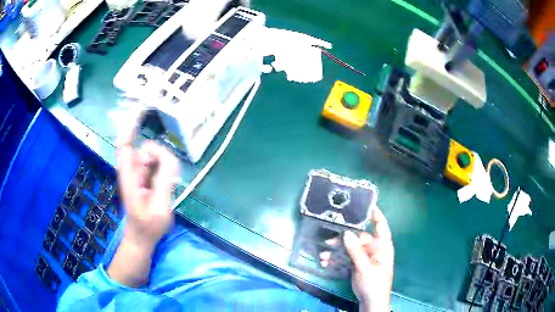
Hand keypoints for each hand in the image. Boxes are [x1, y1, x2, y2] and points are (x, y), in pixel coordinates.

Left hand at [108, 109, 179, 286]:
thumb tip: (169, 158)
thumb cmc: (148, 226)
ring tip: (168, 187)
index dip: (131, 125)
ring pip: (155, 155)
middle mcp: (132, 169)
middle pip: (147, 148)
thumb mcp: (159, 207)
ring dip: (165, 166)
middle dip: (160, 157)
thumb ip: (164, 180)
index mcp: (130, 176)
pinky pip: (158, 163)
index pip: (126, 144)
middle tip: (169, 180)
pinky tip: (168, 184)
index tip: (141, 109)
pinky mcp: (146, 176)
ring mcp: (139, 172)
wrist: (142, 237)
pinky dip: (166, 168)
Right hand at [320, 207, 393, 310]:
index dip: (375, 214)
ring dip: (337, 251)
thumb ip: (356, 251)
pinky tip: (326, 262)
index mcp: (383, 246)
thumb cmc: (373, 283)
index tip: (364, 204)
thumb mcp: (365, 267)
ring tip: (324, 255)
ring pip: (351, 248)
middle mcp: (375, 249)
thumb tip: (346, 233)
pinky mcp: (358, 264)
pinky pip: (347, 257)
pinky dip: (337, 259)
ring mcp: (366, 257)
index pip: (381, 226)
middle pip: (360, 237)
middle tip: (329, 241)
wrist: (370, 302)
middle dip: (344, 239)